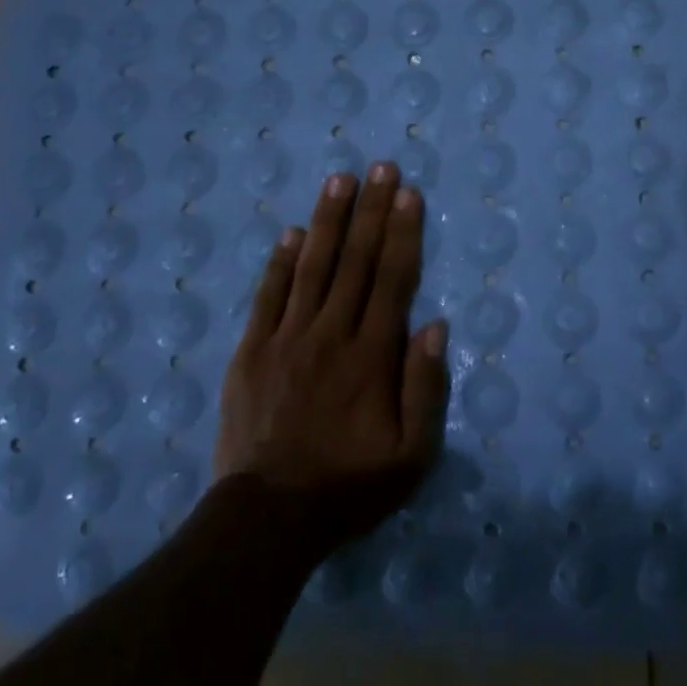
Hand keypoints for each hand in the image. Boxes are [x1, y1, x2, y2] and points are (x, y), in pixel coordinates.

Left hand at [214, 161, 449, 553]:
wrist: (267, 517)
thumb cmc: (349, 485)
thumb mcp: (411, 455)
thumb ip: (426, 388)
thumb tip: (435, 325)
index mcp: (371, 355)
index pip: (392, 279)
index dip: (403, 234)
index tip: (409, 194)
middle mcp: (330, 333)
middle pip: (355, 261)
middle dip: (371, 211)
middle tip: (381, 168)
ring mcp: (286, 338)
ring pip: (312, 267)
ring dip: (329, 220)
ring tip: (340, 181)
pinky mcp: (251, 351)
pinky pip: (268, 295)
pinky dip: (281, 262)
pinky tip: (292, 233)